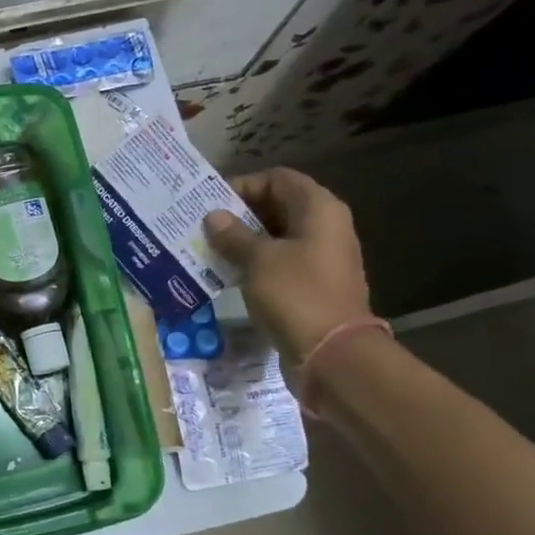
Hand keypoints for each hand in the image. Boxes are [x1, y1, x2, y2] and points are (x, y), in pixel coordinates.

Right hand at [202, 167, 372, 361]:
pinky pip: (279, 263)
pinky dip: (254, 264)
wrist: (332, 355)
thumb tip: (214, 217)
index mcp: (319, 210)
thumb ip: (234, 235)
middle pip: (278, 206)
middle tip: (203, 226)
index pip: (278, 179)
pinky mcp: (311, 285)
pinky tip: (227, 273)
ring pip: (277, 237)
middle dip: (240, 214)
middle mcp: (325, 227)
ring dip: (244, 241)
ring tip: (208, 249)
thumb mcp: (258, 260)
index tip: (211, 204)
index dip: (244, 185)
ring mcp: (320, 258)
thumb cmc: (296, 295)